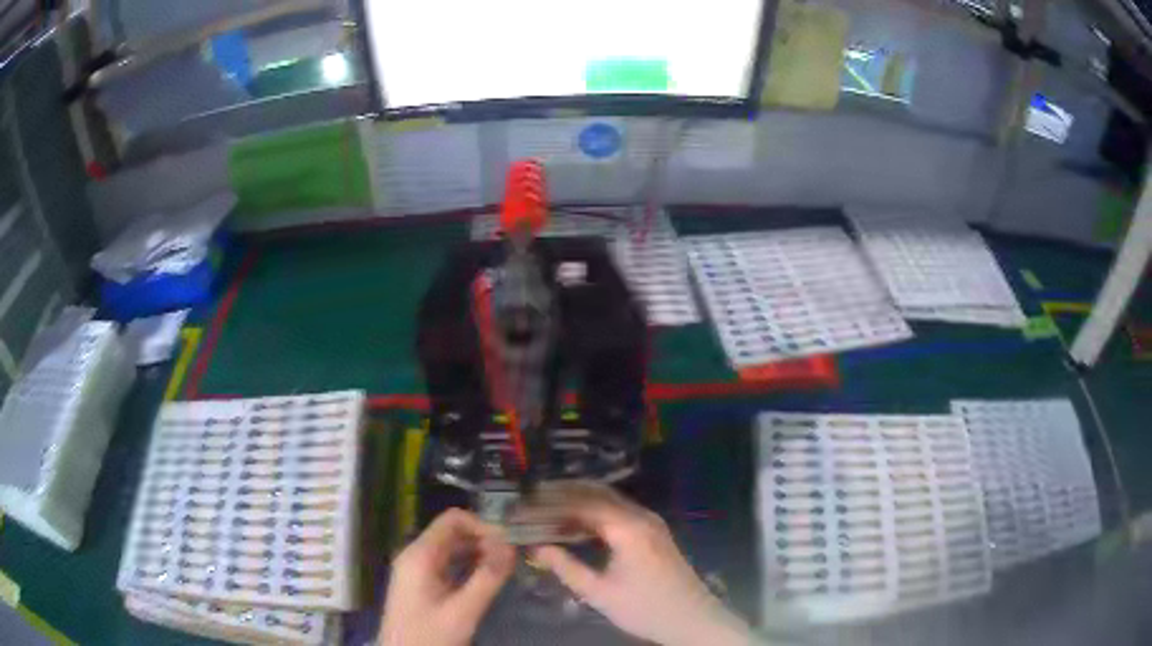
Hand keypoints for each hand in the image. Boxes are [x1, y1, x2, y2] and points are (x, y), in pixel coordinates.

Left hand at [379, 508, 514, 645]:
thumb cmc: (429, 635)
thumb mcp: (463, 610)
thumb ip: (487, 578)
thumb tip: (511, 547)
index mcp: (420, 555)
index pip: (453, 519)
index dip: (483, 526)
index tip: (508, 545)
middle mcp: (415, 555)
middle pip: (452, 532)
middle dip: (483, 540)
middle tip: (511, 559)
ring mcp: (416, 569)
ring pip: (451, 548)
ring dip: (478, 553)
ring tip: (504, 568)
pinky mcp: (421, 583)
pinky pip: (447, 564)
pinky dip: (468, 566)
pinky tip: (486, 579)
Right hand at [528, 482, 752, 645]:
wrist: (691, 619)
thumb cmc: (645, 608)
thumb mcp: (599, 593)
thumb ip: (566, 568)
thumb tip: (537, 547)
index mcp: (628, 528)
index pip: (582, 502)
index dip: (551, 502)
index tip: (525, 506)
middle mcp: (641, 516)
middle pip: (596, 493)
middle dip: (562, 495)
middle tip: (531, 501)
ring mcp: (650, 521)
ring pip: (608, 499)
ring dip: (578, 501)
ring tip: (546, 509)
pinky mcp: (653, 531)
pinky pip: (618, 510)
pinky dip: (594, 511)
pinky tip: (576, 523)